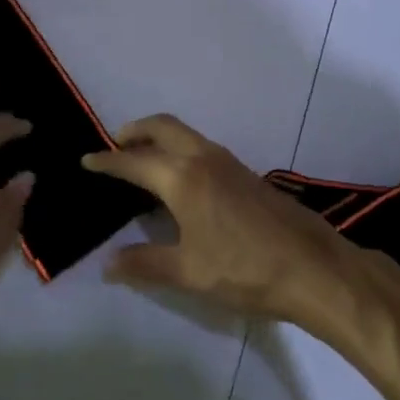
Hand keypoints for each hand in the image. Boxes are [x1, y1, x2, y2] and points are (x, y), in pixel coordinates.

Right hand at [82, 114, 362, 335]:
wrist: (313, 267)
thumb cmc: (245, 270)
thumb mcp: (189, 272)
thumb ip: (145, 264)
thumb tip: (108, 264)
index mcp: (182, 177)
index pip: (134, 162)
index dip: (108, 162)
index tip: (87, 160)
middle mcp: (203, 157)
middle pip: (162, 127)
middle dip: (135, 130)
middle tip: (115, 145)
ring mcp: (228, 161)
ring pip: (185, 133)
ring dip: (159, 137)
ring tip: (143, 159)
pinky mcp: (245, 172)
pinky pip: (201, 146)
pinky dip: (179, 148)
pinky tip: (179, 180)